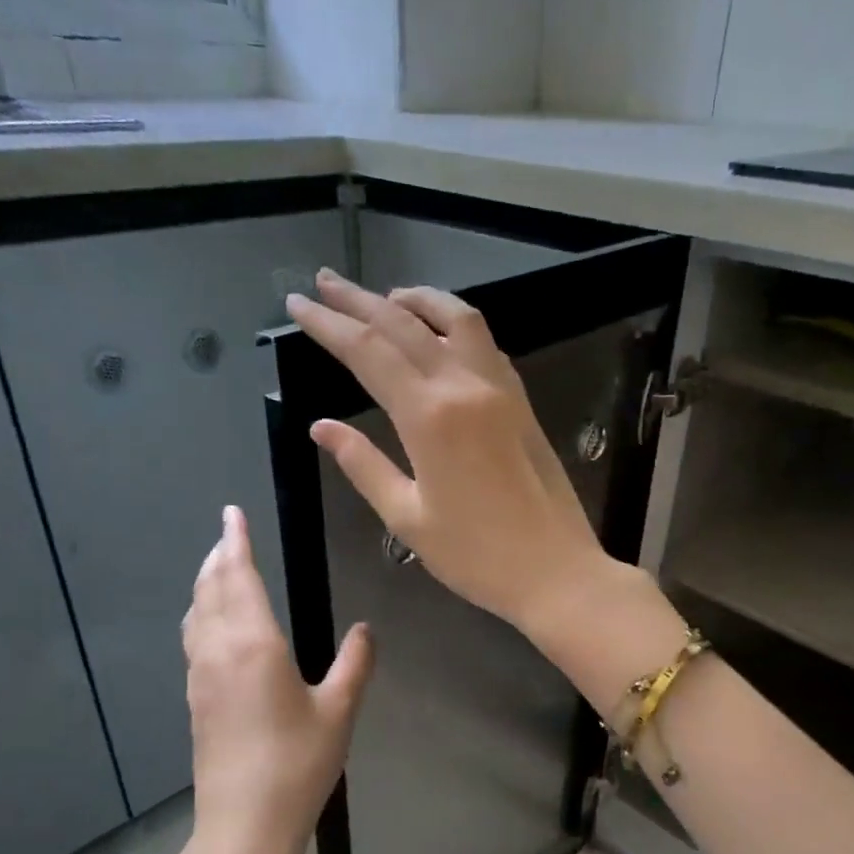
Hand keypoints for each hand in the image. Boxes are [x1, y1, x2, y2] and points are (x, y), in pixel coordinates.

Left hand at [173, 505, 372, 853]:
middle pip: (210, 589)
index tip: (232, 514)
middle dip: (218, 557)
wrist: (244, 825)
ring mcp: (200, 676)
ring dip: (206, 583)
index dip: (235, 542)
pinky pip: (194, 639)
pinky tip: (215, 624)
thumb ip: (355, 663)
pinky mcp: (195, 699)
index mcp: (254, 645)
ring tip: (220, 569)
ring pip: (196, 614)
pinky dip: (202, 614)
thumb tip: (365, 630)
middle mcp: (219, 651)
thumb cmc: (297, 764)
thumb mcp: (339, 711)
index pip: (239, 577)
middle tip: (229, 535)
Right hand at [286, 269, 614, 637]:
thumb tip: (321, 426)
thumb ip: (363, 465)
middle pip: (403, 324)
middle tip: (323, 283)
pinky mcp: (520, 400)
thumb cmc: (476, 555)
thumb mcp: (407, 517)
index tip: (297, 305)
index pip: (367, 351)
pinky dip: (453, 323)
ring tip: (384, 296)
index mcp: (429, 416)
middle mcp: (464, 386)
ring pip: (455, 318)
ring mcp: (499, 388)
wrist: (556, 571)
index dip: (328, 324)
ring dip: (414, 300)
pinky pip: (484, 343)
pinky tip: (438, 332)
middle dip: (358, 300)